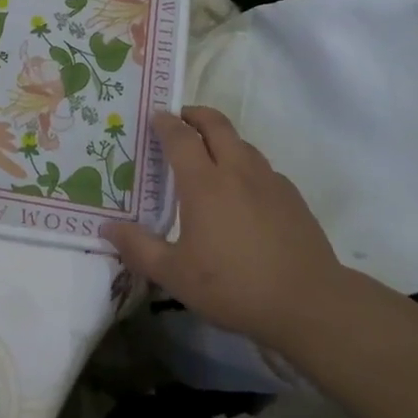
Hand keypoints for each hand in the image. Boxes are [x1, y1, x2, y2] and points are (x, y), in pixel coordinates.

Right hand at [102, 106, 345, 351]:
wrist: (309, 303)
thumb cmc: (234, 286)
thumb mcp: (176, 275)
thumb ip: (139, 248)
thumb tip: (107, 229)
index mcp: (204, 183)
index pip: (180, 137)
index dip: (165, 123)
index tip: (155, 116)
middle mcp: (237, 170)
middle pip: (216, 124)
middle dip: (195, 115)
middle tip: (180, 119)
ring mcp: (269, 181)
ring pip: (242, 142)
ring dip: (221, 137)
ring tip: (208, 153)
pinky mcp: (292, 196)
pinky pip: (262, 167)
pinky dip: (245, 164)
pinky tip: (242, 190)